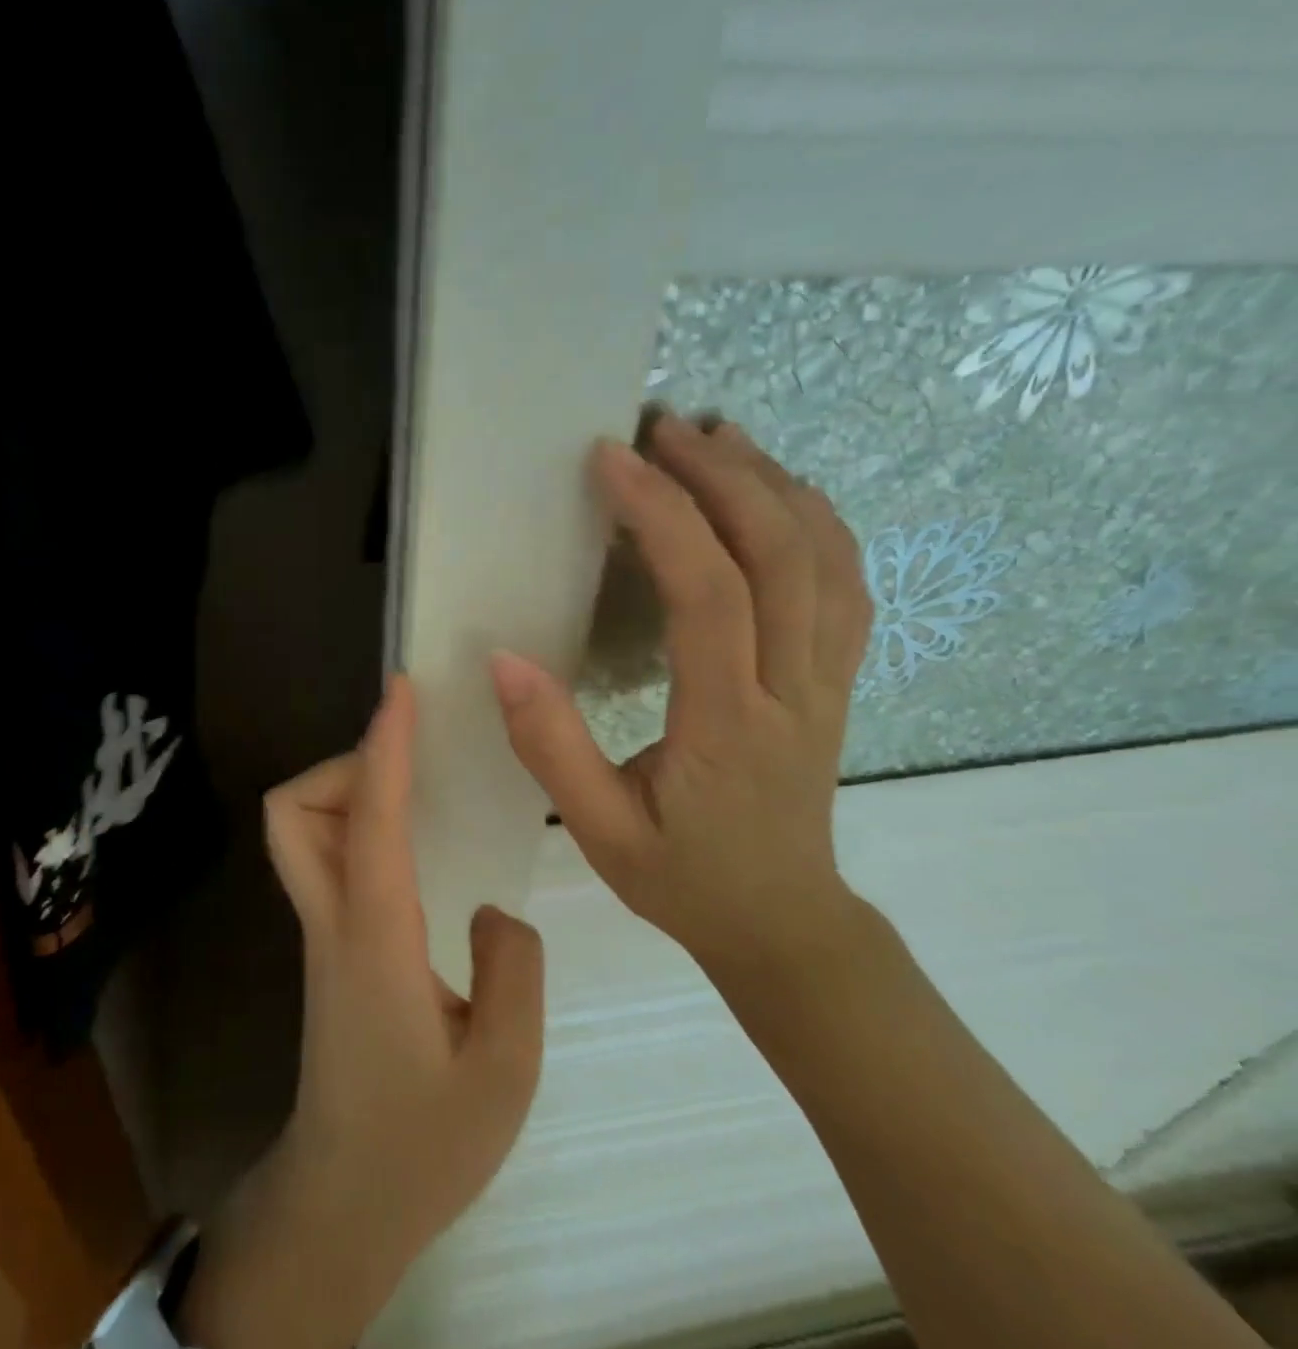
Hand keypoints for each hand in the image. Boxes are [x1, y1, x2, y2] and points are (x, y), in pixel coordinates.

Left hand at [180, 677, 544, 1348]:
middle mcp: (332, 923)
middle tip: (409, 765)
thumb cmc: (423, 1145)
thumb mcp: (504, 1070)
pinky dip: (356, 826)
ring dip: (345, 793)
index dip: (383, 746)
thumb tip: (492, 909)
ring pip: (298, 832)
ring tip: (414, 797)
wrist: (345, 1202)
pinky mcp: (328, 949)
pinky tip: (411, 846)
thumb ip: (514, 970)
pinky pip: (325, 859)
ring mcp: (321, 935)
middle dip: (343, 766)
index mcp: (374, 939)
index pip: (369, 819)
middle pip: (292, 812)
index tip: (401, 692)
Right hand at [488, 413, 872, 973]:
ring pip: (826, 559)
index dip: (664, 516)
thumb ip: (550, 747)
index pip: (709, 595)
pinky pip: (846, 584)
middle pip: (782, 556)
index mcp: (729, 724)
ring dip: (774, 484)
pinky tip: (781, 492)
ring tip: (719, 436)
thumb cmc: (683, 878)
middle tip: (665, 426)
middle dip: (724, 476)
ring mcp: (828, 681)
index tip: (613, 460)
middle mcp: (793, 688)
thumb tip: (503, 659)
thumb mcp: (598, 831)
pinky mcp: (836, 680)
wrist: (783, 922)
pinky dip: (818, 521)